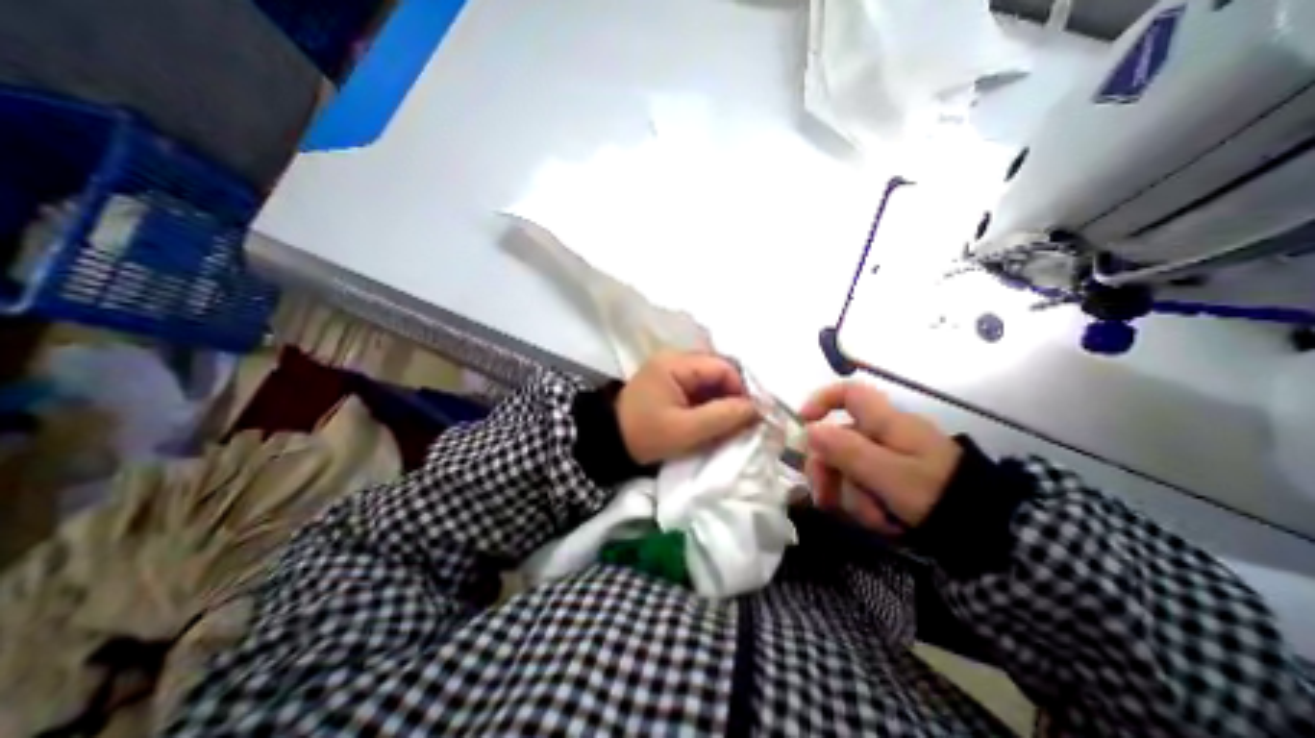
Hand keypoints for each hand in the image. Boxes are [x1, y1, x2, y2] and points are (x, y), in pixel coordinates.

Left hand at [617, 354, 761, 462]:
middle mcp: (675, 359)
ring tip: (728, 424)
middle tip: (741, 422)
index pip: (723, 367)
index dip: (742, 390)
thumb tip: (757, 408)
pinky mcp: (670, 382)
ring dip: (723, 401)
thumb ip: (723, 417)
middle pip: (718, 371)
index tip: (750, 416)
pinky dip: (710, 403)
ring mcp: (672, 370)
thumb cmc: (645, 435)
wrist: (608, 441)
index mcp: (676, 363)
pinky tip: (712, 420)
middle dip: (733, 396)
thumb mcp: (685, 431)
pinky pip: (699, 387)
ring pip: (711, 380)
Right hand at [795, 379, 961, 536]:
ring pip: (849, 467)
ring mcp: (890, 458)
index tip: (803, 424)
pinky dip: (866, 503)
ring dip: (850, 495)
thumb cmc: (937, 494)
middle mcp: (885, 434)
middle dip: (828, 469)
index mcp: (886, 423)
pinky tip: (881, 522)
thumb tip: (809, 430)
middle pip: (839, 439)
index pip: (849, 393)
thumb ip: (847, 450)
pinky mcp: (895, 479)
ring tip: (870, 520)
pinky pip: (865, 484)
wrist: (991, 532)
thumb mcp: (888, 474)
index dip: (821, 401)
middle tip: (823, 498)